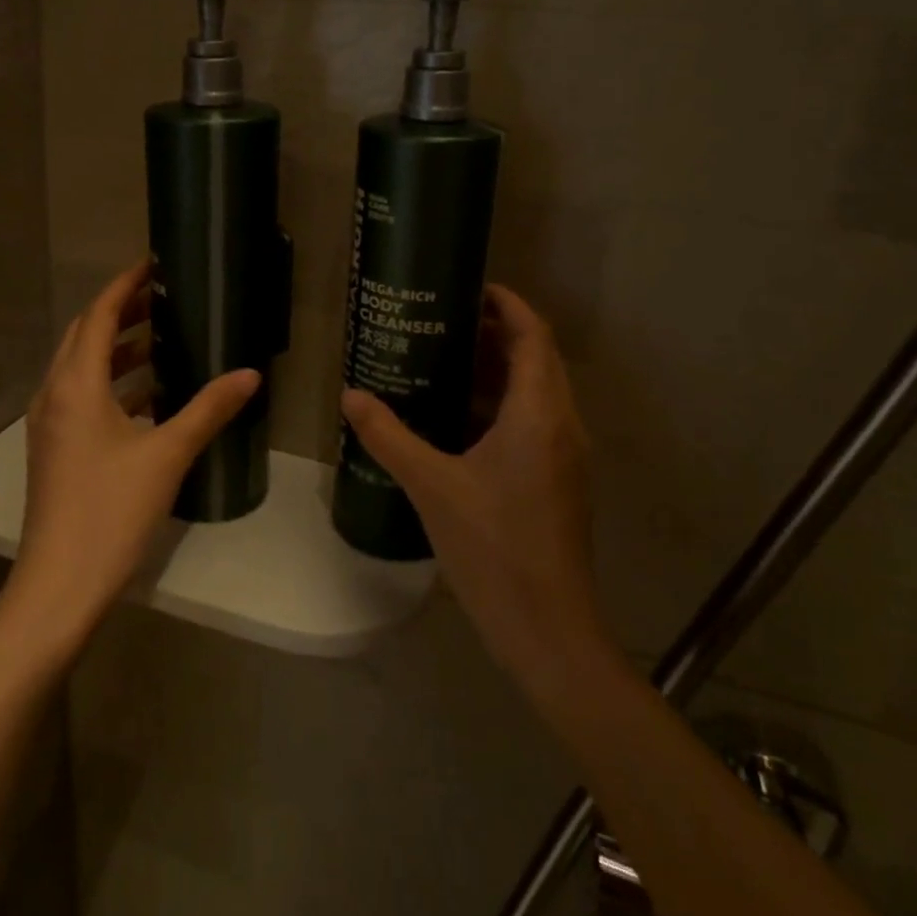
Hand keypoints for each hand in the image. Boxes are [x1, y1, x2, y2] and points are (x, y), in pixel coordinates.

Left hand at [5, 261, 259, 651]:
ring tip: (161, 339)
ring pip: (80, 368)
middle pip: (84, 336)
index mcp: (76, 385)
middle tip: (164, 298)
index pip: (98, 315)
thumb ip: (208, 409)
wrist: (58, 584)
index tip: (153, 264)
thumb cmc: (111, 511)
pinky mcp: (54, 449)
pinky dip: (111, 383)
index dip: (124, 285)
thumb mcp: (167, 455)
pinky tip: (147, 396)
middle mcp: (54, 395)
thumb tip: (250, 374)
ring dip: (116, 349)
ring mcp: (49, 424)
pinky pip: (81, 397)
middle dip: (121, 312)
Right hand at [340, 285, 611, 707]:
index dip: (508, 304)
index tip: (469, 287)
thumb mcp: (431, 486)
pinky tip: (457, 417)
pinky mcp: (559, 479)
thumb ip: (389, 436)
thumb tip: (351, 395)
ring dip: (499, 369)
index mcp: (539, 414)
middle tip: (443, 321)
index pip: (533, 336)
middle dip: (497, 333)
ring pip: (537, 391)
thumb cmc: (493, 548)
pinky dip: (501, 404)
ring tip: (444, 359)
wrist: (547, 628)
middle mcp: (562, 424)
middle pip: (537, 358)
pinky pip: (534, 420)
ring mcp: (565, 454)